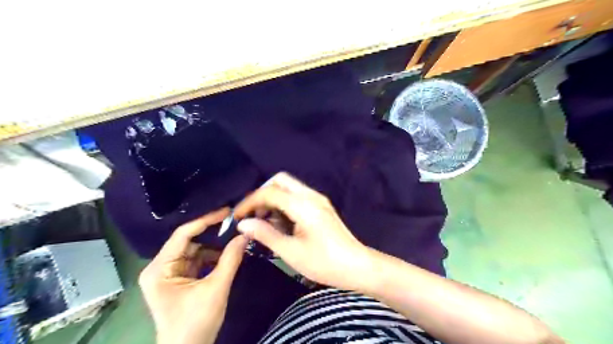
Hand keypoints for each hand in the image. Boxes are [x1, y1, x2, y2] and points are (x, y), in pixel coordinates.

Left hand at [139, 208, 247, 343]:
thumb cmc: (196, 323)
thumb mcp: (216, 289)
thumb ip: (231, 259)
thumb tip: (245, 234)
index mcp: (160, 269)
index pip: (183, 235)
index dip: (205, 220)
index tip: (226, 211)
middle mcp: (160, 267)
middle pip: (188, 241)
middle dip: (211, 233)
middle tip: (233, 223)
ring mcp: (169, 274)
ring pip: (194, 250)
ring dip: (214, 246)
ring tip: (234, 238)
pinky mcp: (179, 280)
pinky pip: (197, 260)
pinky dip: (212, 257)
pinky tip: (227, 255)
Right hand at [232, 172, 370, 289]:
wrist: (357, 266)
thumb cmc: (324, 262)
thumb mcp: (291, 252)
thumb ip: (265, 234)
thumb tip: (243, 224)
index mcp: (303, 205)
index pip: (269, 192)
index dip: (249, 202)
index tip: (237, 217)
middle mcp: (311, 195)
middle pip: (280, 180)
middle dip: (262, 194)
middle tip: (253, 215)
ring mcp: (318, 199)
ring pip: (289, 187)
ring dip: (273, 198)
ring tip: (264, 221)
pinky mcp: (321, 206)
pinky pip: (297, 196)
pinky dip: (284, 203)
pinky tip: (280, 222)